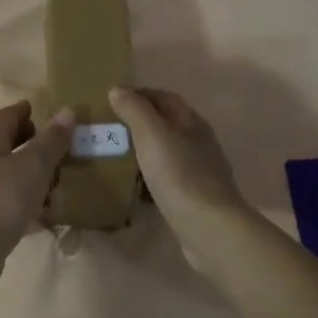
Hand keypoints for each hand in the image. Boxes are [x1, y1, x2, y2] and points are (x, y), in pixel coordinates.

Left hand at [0, 101, 74, 287]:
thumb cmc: (1, 199)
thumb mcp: (33, 165)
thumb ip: (51, 140)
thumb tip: (67, 111)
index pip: (6, 117)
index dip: (24, 110)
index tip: (42, 108)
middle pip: (4, 144)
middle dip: (28, 139)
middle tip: (56, 141)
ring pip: (6, 173)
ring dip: (27, 170)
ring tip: (56, 174)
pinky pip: (8, 200)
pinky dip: (26, 198)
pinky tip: (44, 209)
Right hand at [108, 87, 247, 243]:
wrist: (208, 227)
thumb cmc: (179, 175)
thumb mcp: (152, 135)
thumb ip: (134, 110)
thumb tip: (118, 90)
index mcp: (193, 123)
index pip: (165, 97)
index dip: (139, 93)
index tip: (111, 98)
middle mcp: (199, 143)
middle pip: (167, 123)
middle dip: (139, 121)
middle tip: (109, 126)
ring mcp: (198, 171)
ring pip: (166, 151)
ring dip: (143, 149)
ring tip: (115, 153)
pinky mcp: (193, 196)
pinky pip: (166, 177)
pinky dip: (148, 174)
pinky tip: (133, 184)